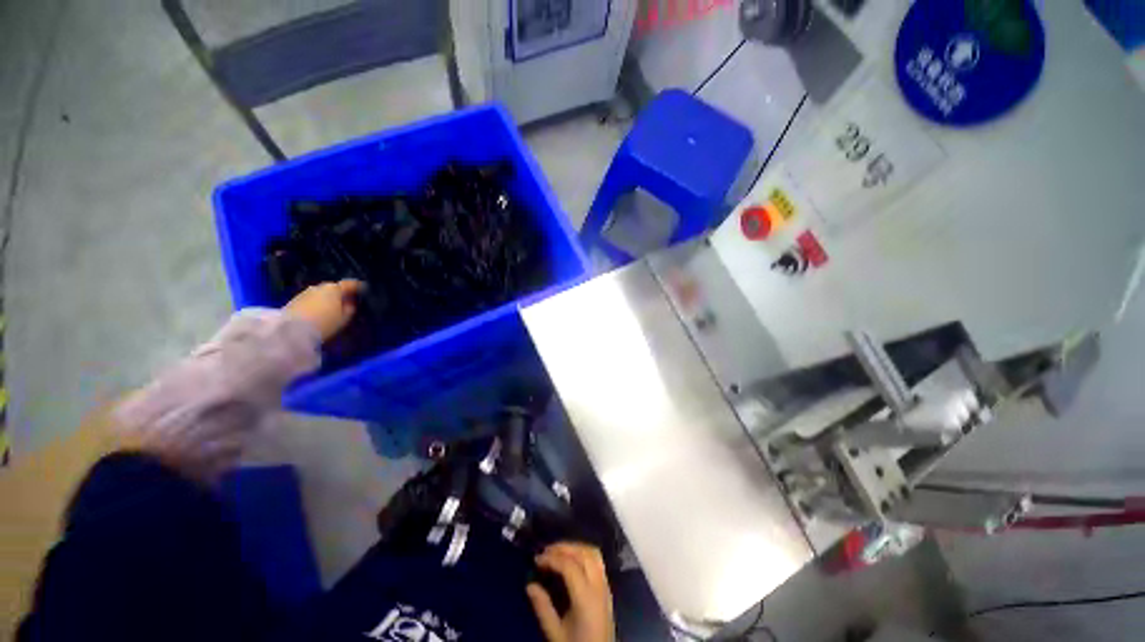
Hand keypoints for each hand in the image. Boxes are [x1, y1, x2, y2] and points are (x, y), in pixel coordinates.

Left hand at [284, 279, 363, 340]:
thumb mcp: (344, 318)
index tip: (363, 289)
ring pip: (321, 294)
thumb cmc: (325, 323)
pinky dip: (316, 304)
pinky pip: (311, 300)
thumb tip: (350, 302)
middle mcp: (319, 287)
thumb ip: (350, 308)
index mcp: (335, 289)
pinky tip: (317, 312)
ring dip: (326, 299)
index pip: (350, 284)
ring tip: (331, 309)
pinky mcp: (294, 300)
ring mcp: (305, 292)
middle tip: (346, 302)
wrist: (292, 331)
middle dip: (339, 294)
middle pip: (333, 288)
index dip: (358, 287)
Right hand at [527, 543, 613, 641]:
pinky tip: (572, 559)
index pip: (570, 566)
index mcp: (586, 598)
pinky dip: (584, 553)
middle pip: (583, 554)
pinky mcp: (607, 587)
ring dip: (575, 547)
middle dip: (564, 547)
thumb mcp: (556, 633)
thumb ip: (543, 608)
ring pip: (593, 553)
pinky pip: (598, 560)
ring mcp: (606, 585)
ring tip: (558, 552)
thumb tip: (529, 585)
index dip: (552, 558)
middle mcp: (599, 586)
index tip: (536, 559)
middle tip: (546, 551)